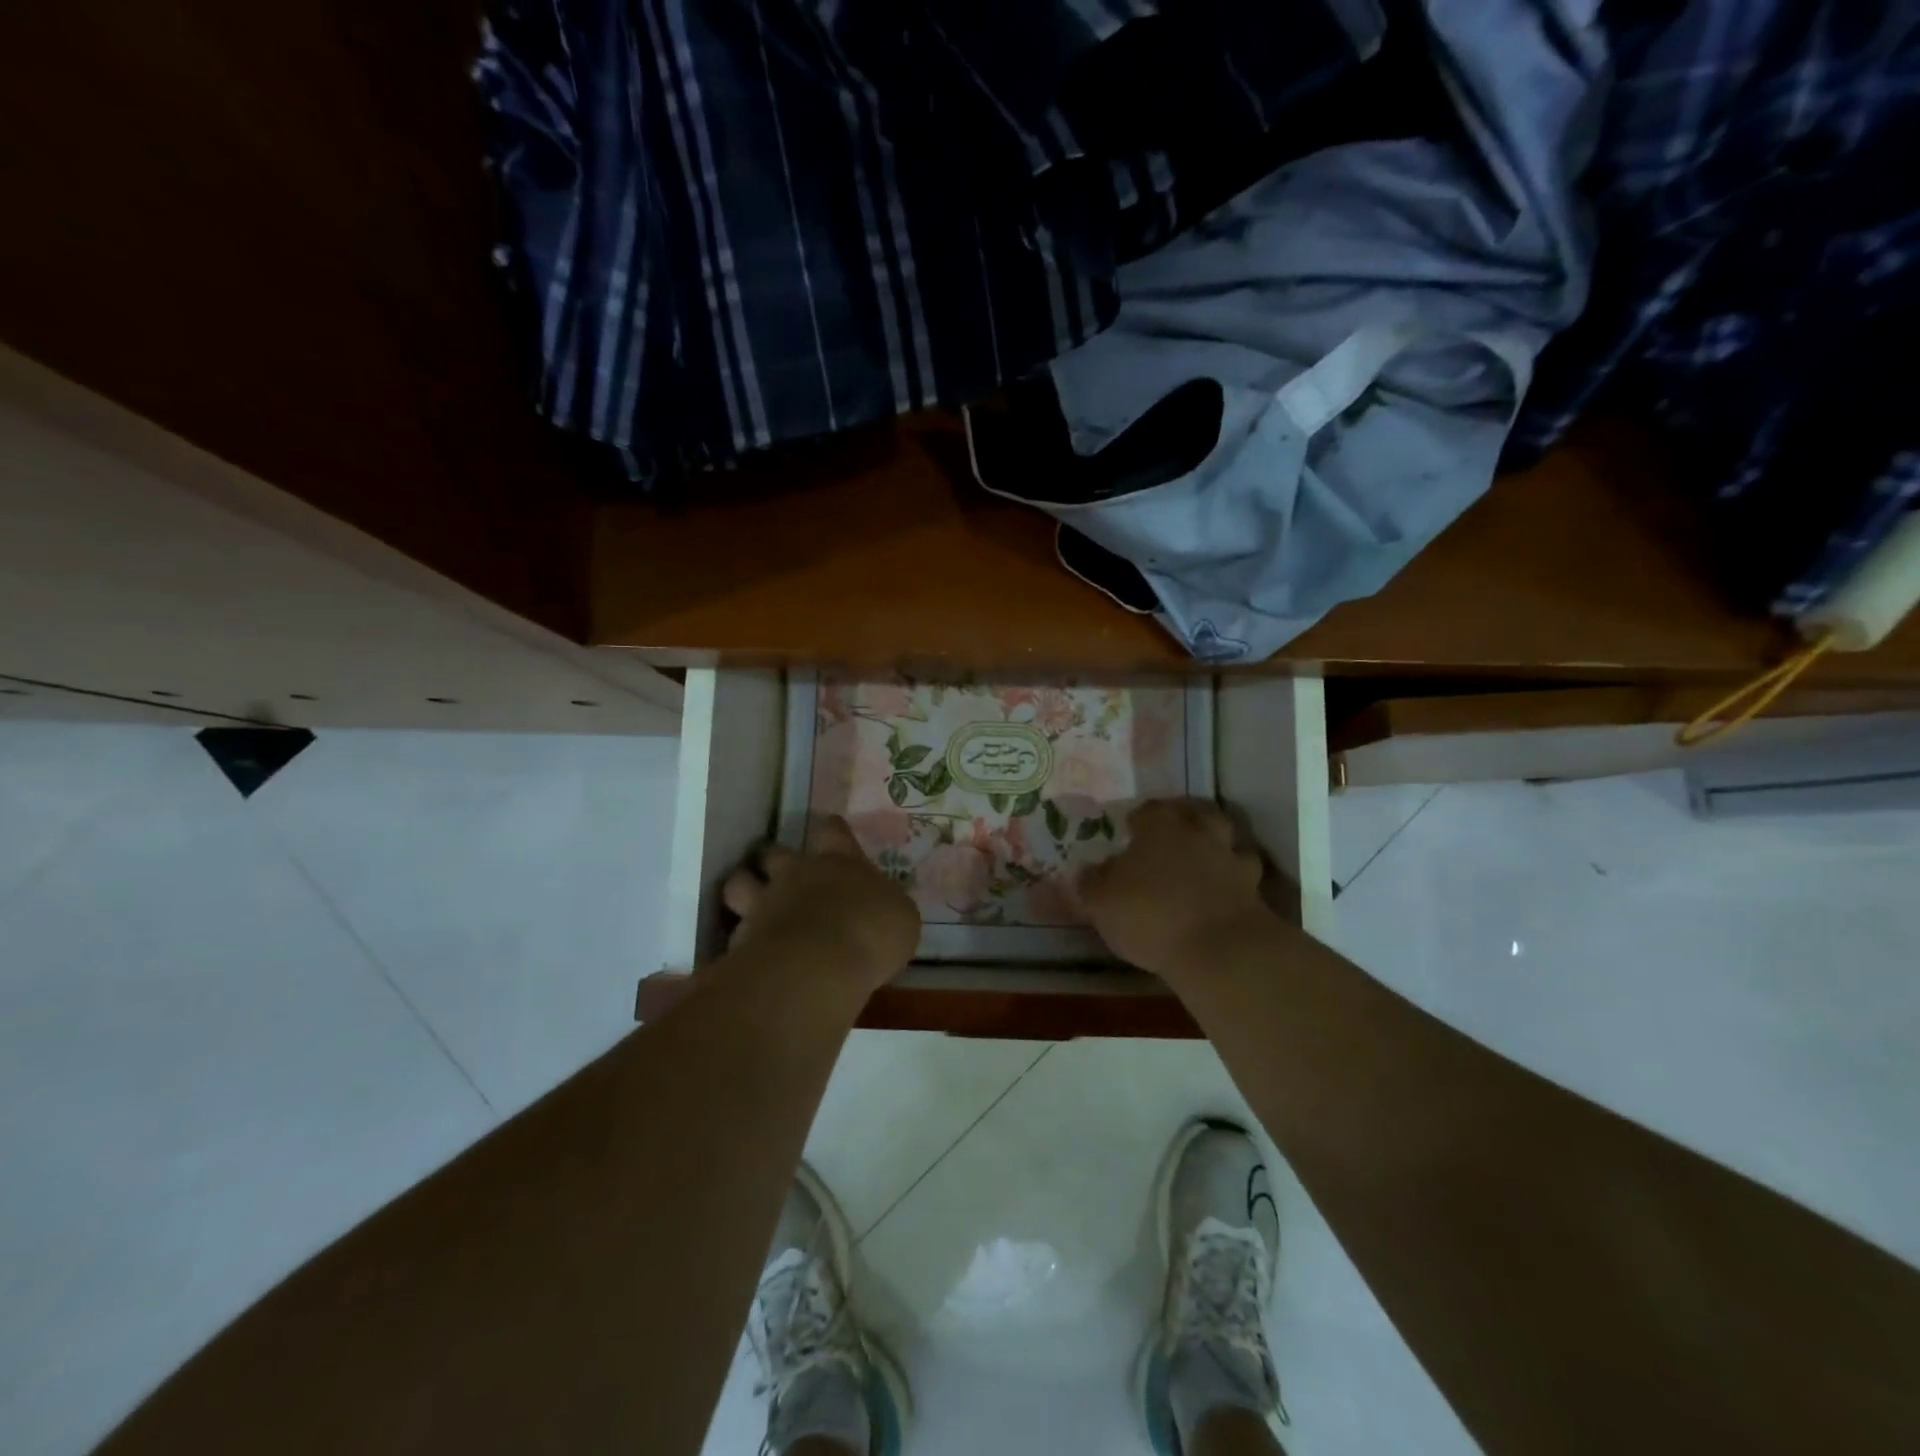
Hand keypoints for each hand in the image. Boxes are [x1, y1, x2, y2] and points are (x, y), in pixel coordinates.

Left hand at [722, 816, 919, 989]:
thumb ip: (883, 908)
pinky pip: (734, 933)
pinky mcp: (741, 939)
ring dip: (743, 890)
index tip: (830, 834)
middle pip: (774, 851)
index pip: (832, 831)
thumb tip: (880, 910)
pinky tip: (750, 955)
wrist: (820, 963)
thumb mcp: (900, 917)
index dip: (831, 831)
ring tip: (750, 906)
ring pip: (739, 883)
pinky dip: (740, 941)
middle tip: (782, 873)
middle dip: (774, 859)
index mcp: (840, 861)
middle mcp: (797, 873)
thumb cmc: (873, 930)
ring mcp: (764, 903)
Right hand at [1079, 799, 1274, 979]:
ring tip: (1202, 862)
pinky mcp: (1255, 891)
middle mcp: (1199, 833)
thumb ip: (1092, 883)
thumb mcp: (1101, 902)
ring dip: (1216, 847)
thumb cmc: (1150, 914)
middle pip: (1196, 813)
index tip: (1128, 829)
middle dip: (1184, 820)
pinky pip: (1243, 877)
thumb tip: (1086, 871)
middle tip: (1171, 836)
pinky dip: (1234, 881)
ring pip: (1228, 840)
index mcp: (1160, 826)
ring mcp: (1232, 860)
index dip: (1137, 819)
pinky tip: (1222, 893)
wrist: (1219, 950)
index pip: (1148, 810)